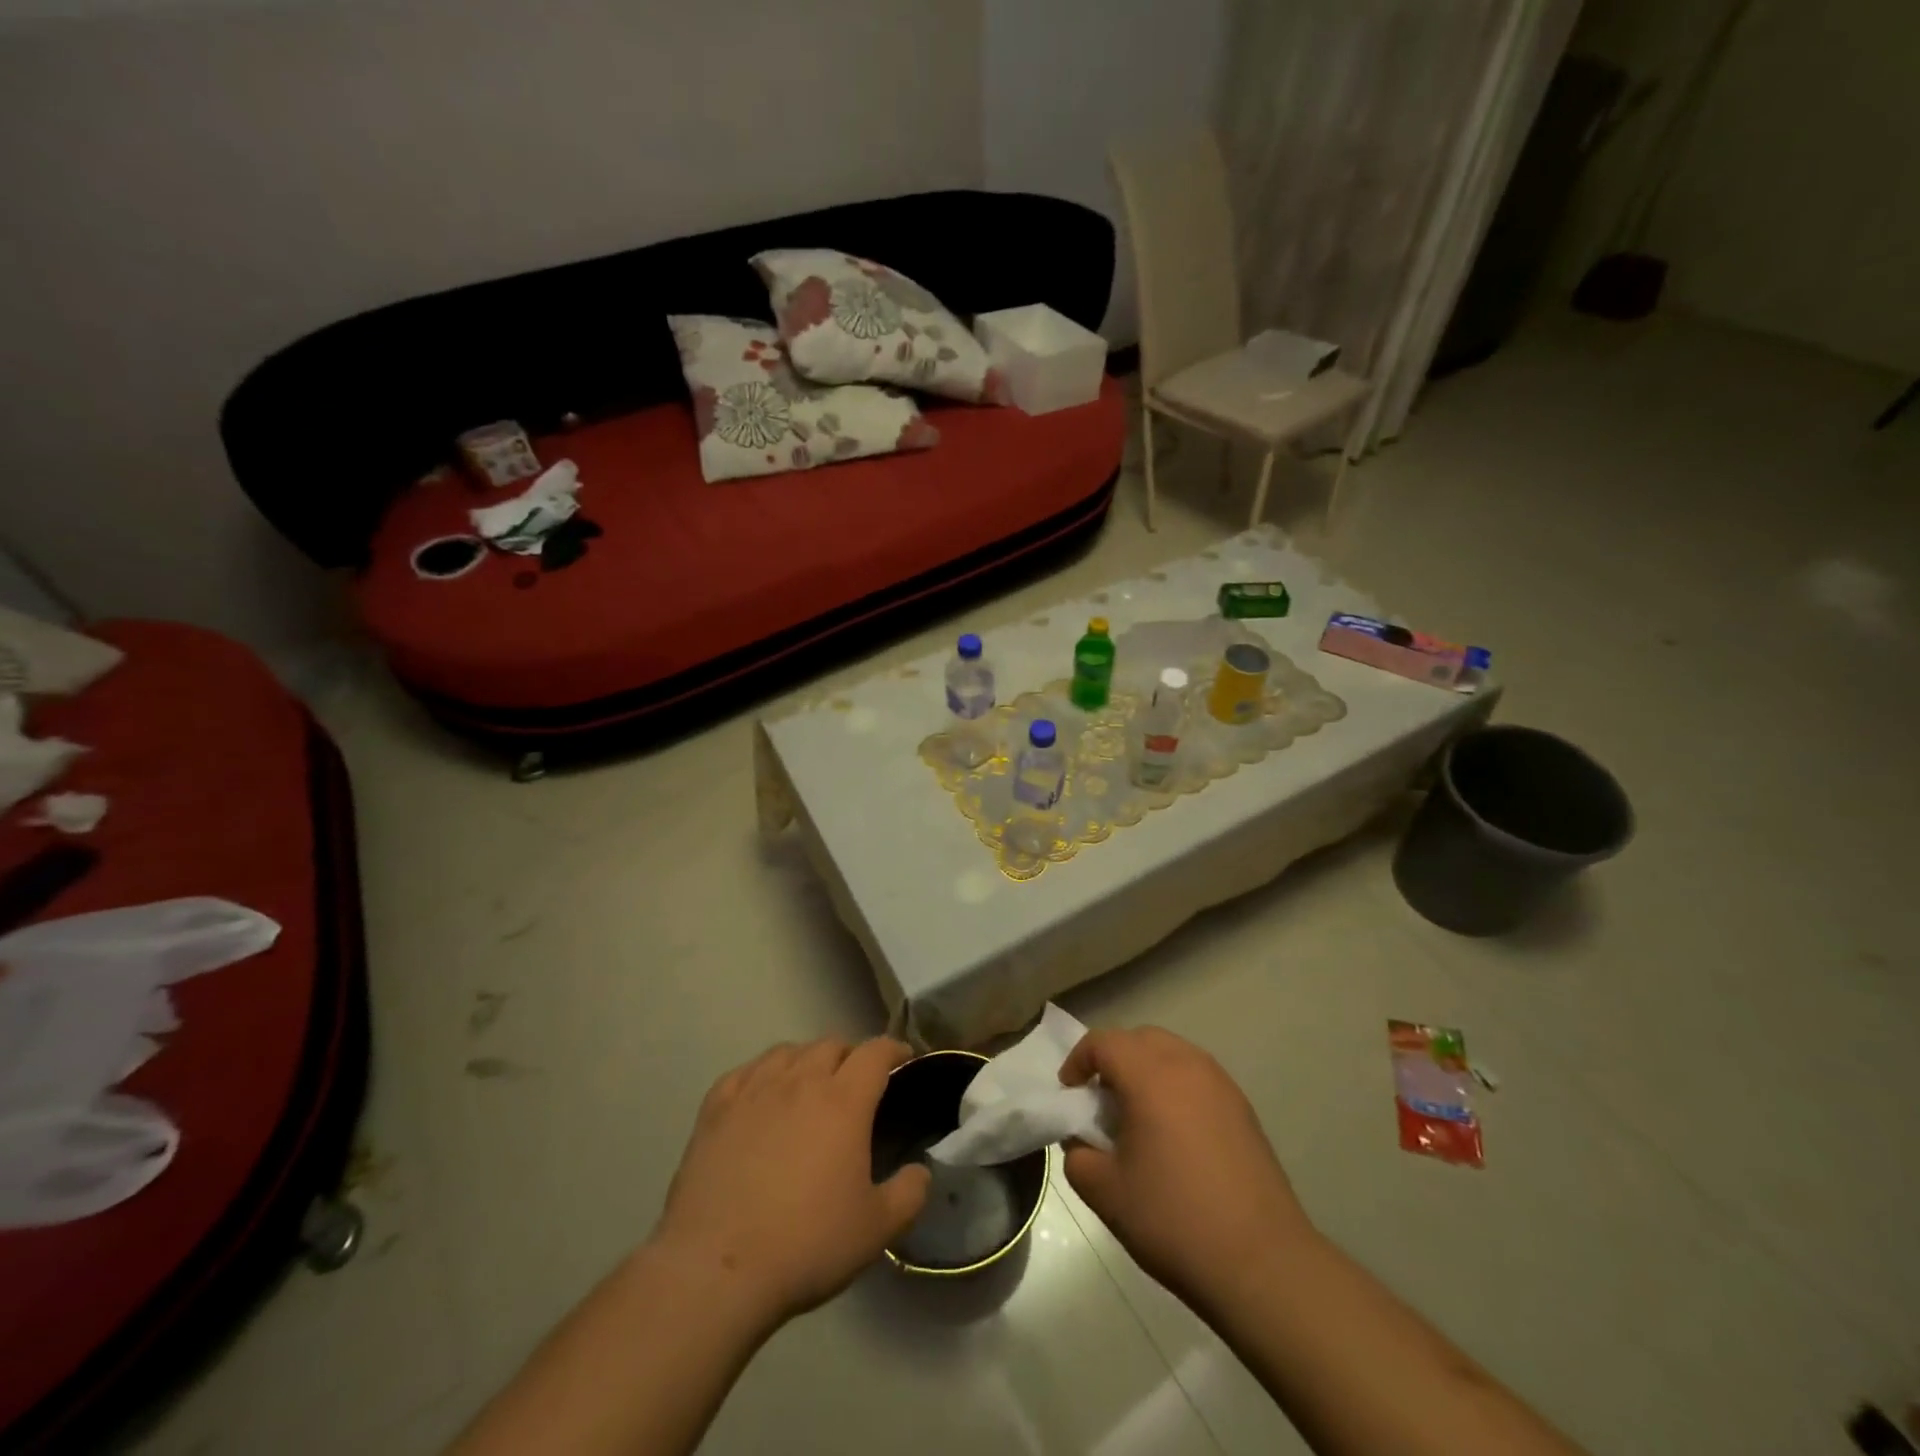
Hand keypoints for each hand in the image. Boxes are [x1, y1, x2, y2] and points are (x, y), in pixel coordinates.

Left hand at [649, 1037, 930, 1325]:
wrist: (716, 1269)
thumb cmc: (805, 1245)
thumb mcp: (876, 1230)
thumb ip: (909, 1194)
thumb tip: (920, 1171)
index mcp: (844, 1100)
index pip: (876, 1051)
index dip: (894, 1049)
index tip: (903, 1059)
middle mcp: (800, 1080)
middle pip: (831, 1044)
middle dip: (850, 1056)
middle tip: (856, 1085)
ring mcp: (754, 1090)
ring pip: (788, 1051)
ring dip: (807, 1060)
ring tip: (809, 1086)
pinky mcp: (716, 1108)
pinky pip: (745, 1071)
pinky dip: (762, 1074)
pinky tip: (761, 1096)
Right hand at [1060, 1027, 1314, 1312]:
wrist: (1263, 1264)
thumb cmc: (1175, 1220)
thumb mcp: (1105, 1192)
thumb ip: (1078, 1155)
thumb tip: (1084, 1141)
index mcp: (1150, 1075)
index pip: (1104, 1043)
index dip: (1078, 1061)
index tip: (1069, 1094)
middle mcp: (1187, 1065)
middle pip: (1139, 1039)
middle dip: (1113, 1060)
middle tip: (1100, 1101)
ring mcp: (1221, 1084)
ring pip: (1172, 1053)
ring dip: (1146, 1070)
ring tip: (1137, 1116)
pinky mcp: (1243, 1108)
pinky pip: (1196, 1077)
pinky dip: (1175, 1087)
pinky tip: (1174, 1136)